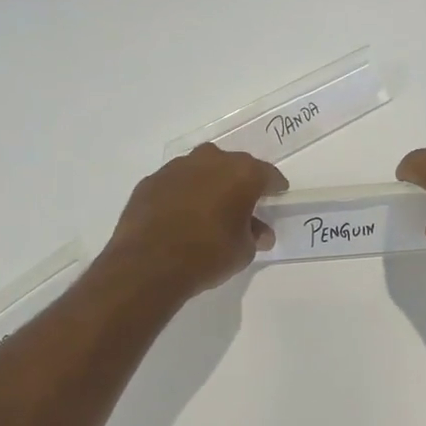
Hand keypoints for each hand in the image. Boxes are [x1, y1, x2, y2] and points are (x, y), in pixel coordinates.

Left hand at [104, 144, 287, 298]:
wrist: (148, 264)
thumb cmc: (207, 254)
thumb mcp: (243, 251)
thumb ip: (254, 235)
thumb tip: (258, 232)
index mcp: (242, 173)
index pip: (267, 174)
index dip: (274, 187)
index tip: (277, 196)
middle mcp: (210, 161)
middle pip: (233, 165)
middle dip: (240, 181)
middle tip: (242, 203)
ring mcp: (176, 168)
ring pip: (201, 169)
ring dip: (209, 184)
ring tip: (209, 209)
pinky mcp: (150, 181)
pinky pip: (176, 183)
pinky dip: (182, 194)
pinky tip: (180, 215)